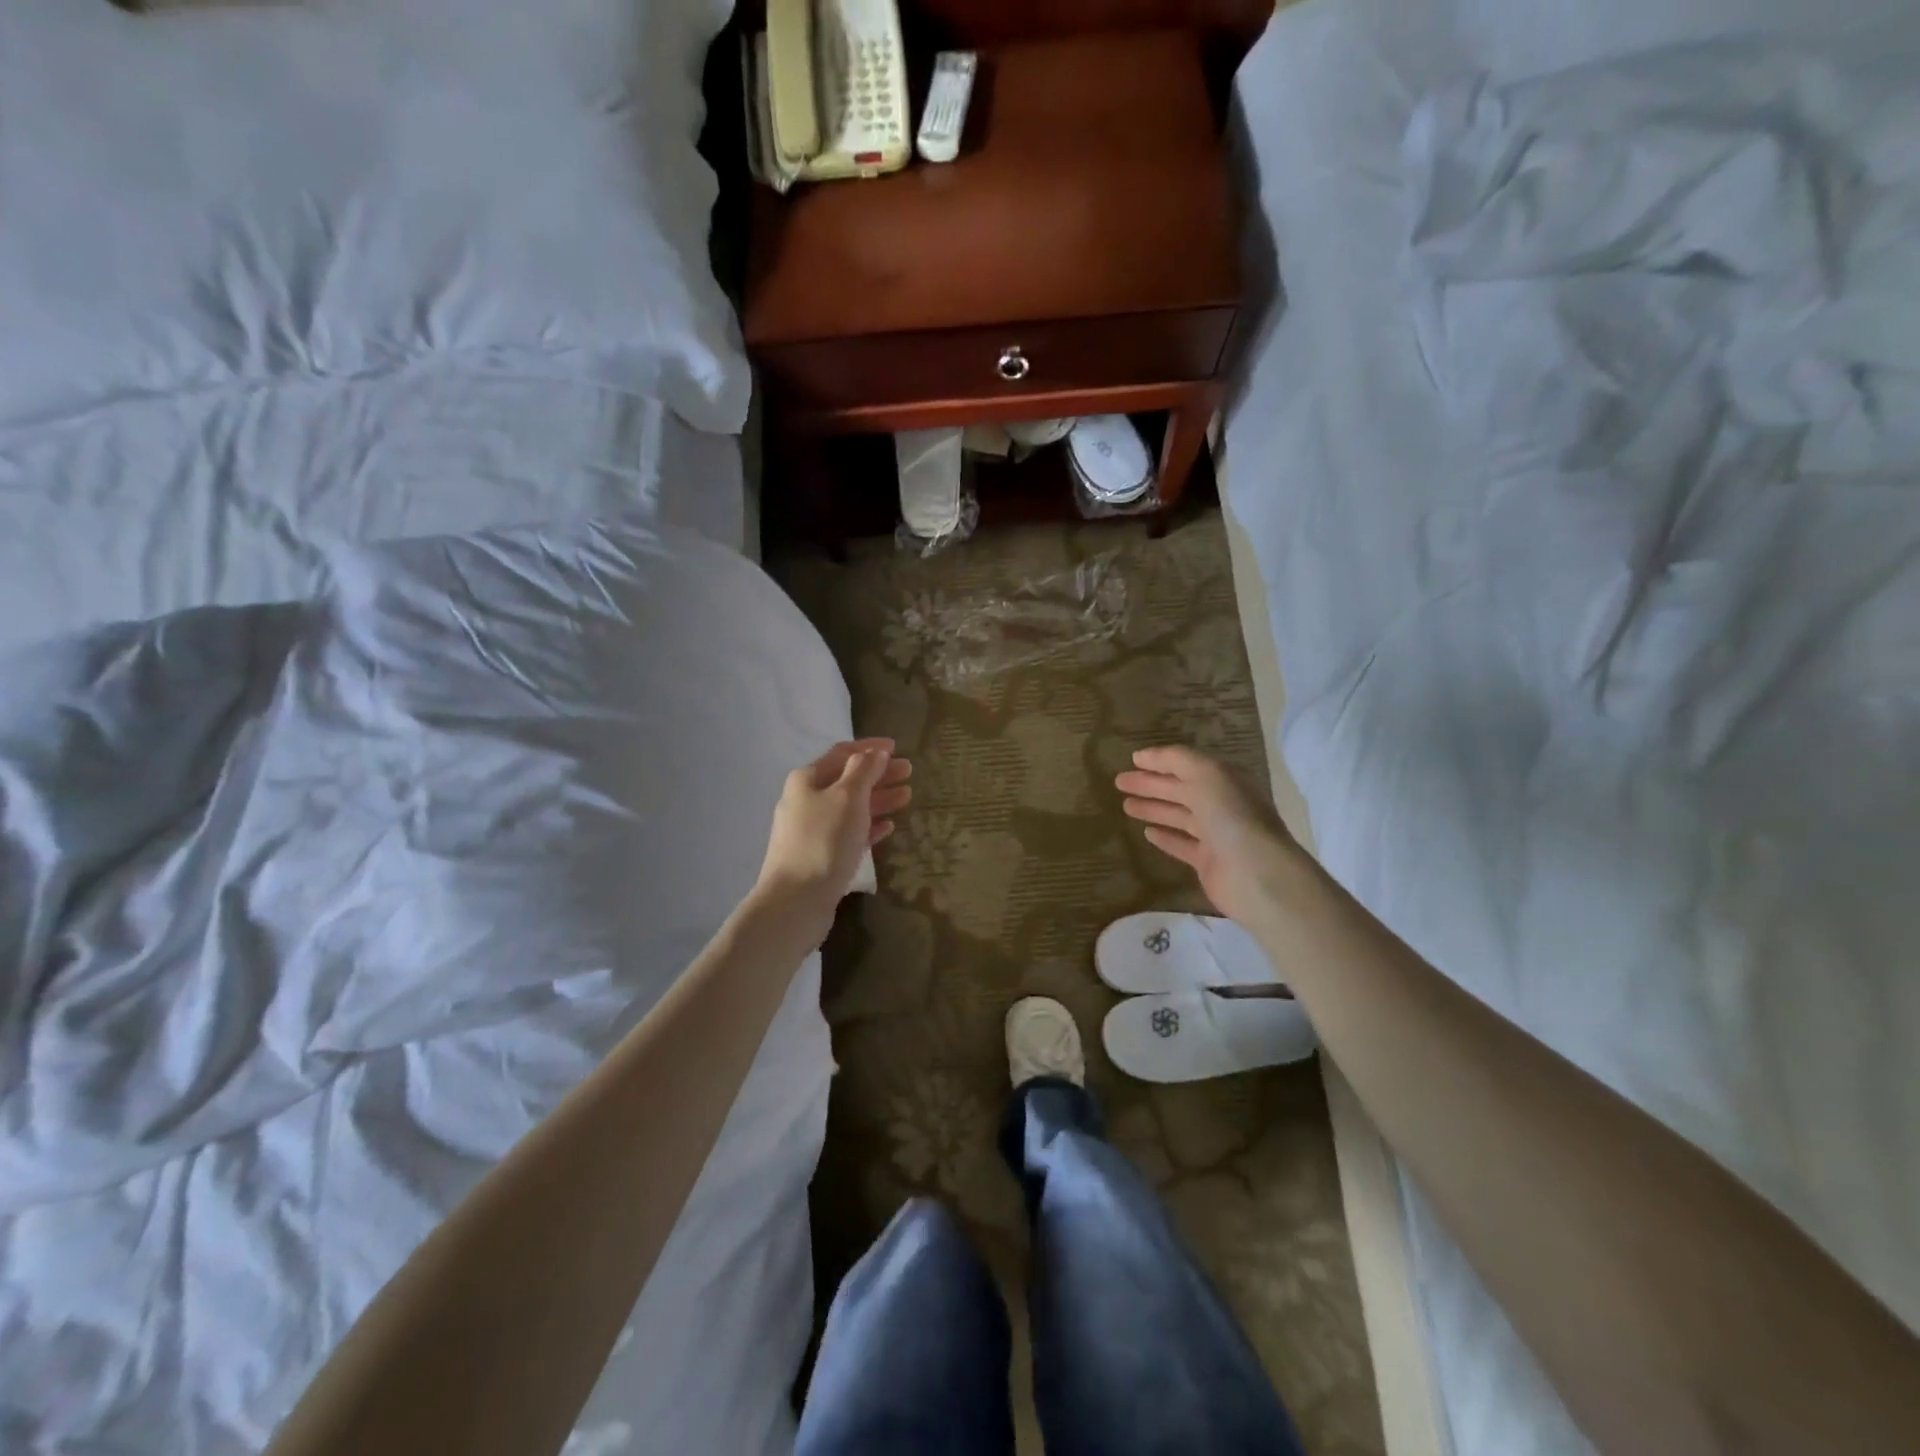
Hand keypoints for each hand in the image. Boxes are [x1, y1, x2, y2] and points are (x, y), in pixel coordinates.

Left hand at [755, 739, 912, 925]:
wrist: (795, 902)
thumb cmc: (823, 841)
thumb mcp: (847, 797)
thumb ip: (863, 770)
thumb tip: (875, 752)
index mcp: (807, 780)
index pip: (841, 753)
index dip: (869, 748)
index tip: (897, 746)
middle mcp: (805, 801)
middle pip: (847, 780)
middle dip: (878, 774)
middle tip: (909, 772)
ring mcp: (810, 831)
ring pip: (850, 808)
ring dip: (878, 800)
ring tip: (906, 797)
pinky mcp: (819, 858)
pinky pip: (848, 834)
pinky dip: (868, 827)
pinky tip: (887, 828)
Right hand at [1116, 745, 1300, 926]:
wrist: (1256, 874)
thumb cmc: (1231, 816)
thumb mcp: (1205, 775)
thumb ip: (1175, 760)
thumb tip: (1142, 756)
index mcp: (1225, 780)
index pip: (1187, 765)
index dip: (1160, 761)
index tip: (1132, 760)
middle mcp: (1221, 804)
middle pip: (1180, 789)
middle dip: (1150, 784)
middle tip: (1119, 782)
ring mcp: (1215, 834)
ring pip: (1179, 816)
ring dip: (1154, 808)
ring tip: (1125, 805)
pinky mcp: (1208, 862)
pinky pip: (1182, 844)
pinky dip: (1165, 837)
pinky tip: (1146, 832)